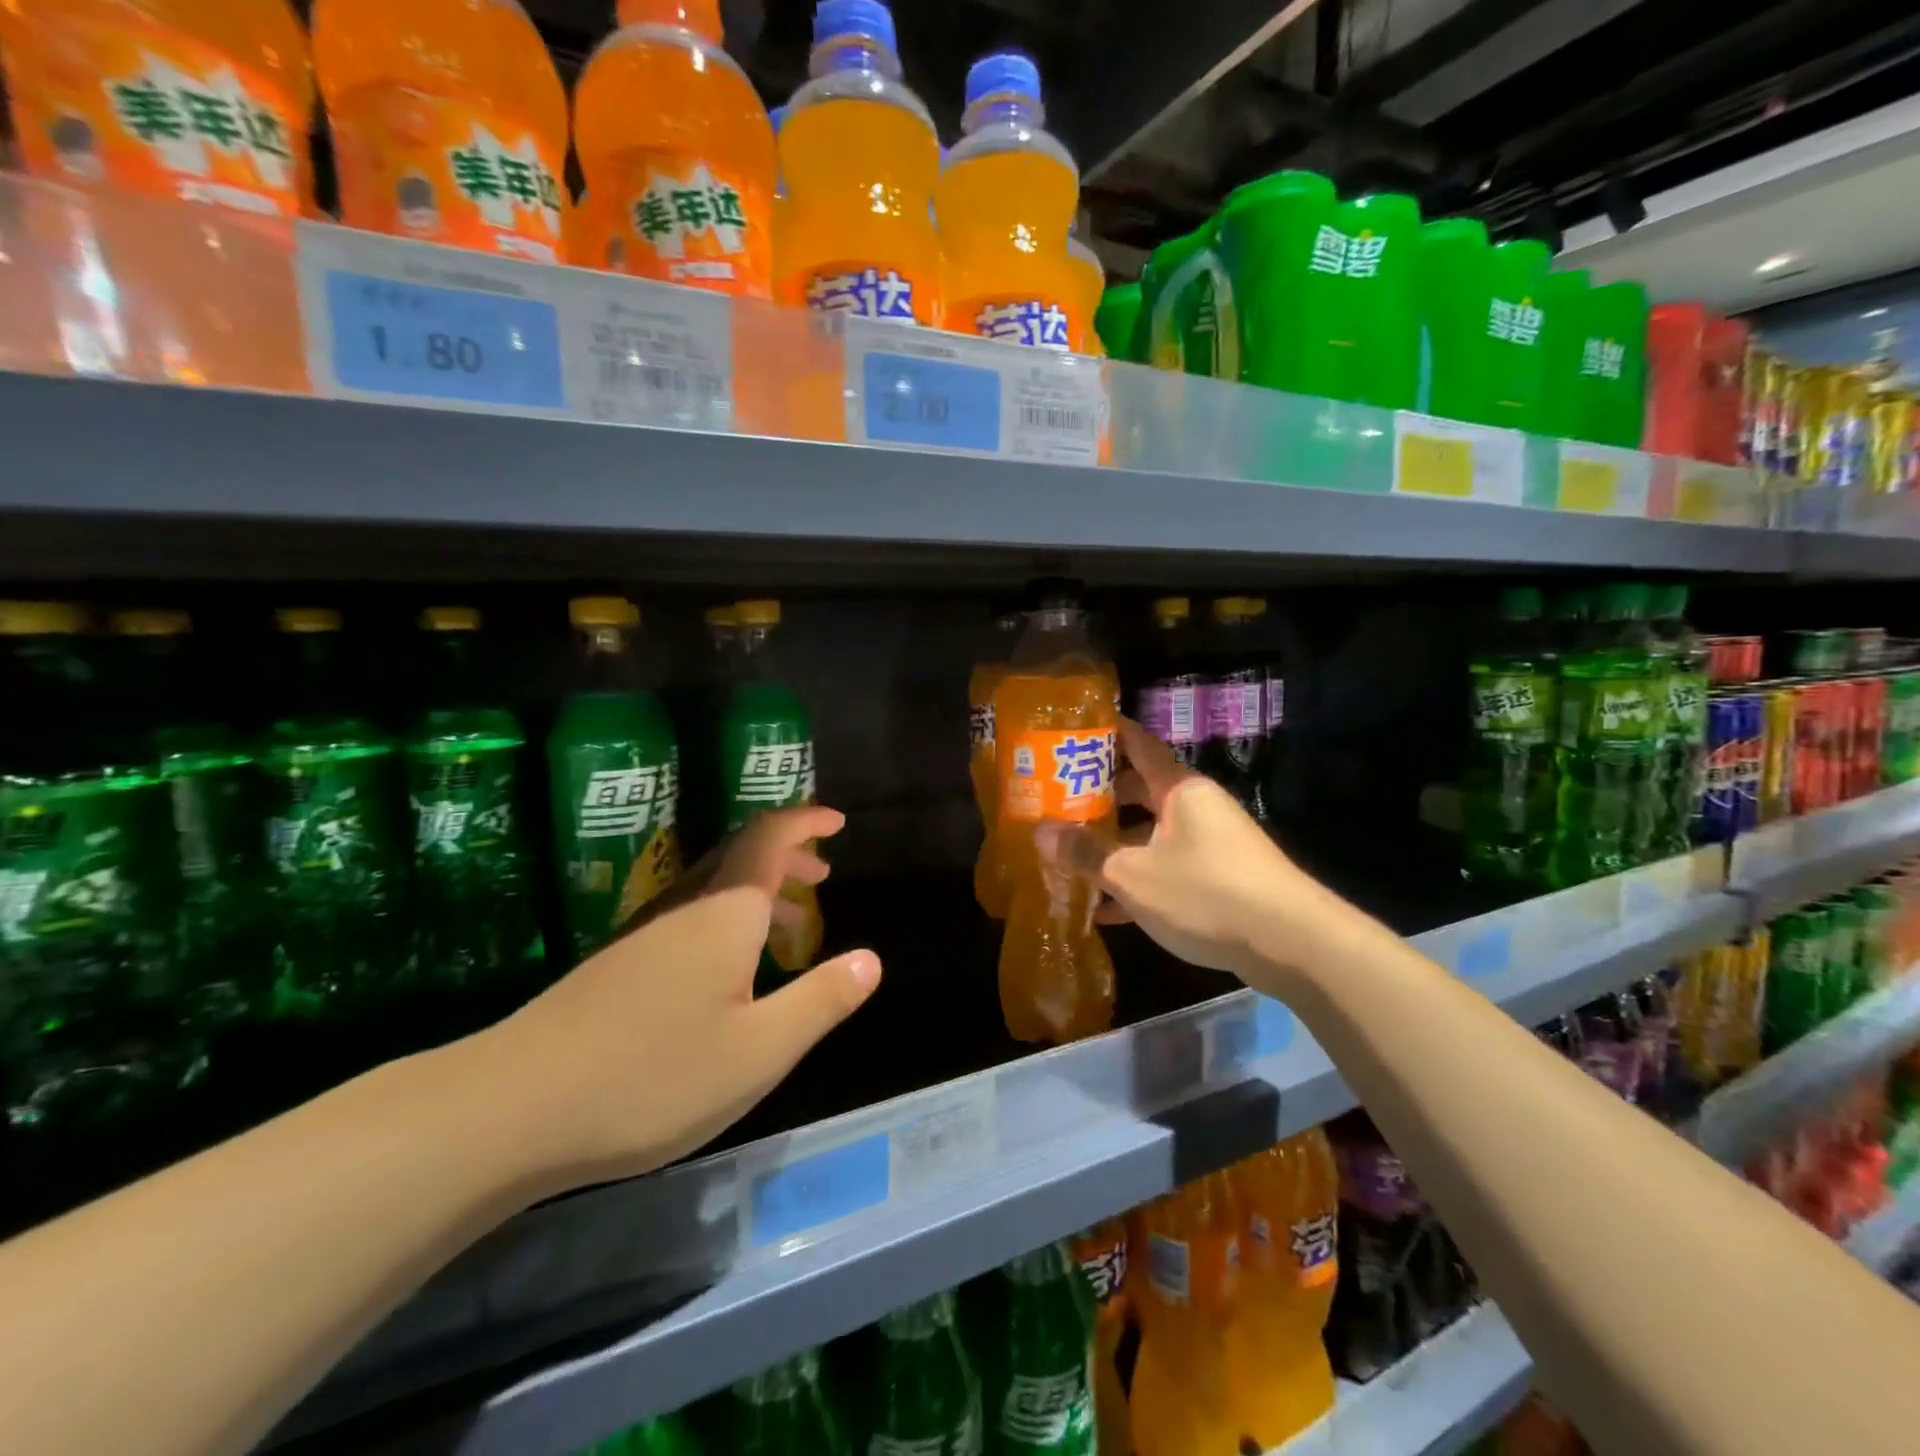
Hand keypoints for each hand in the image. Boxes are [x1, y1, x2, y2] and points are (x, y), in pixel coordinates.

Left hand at [478, 805, 880, 1190]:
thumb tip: (872, 960)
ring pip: (713, 888)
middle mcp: (685, 907)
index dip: (805, 821)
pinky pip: (689, 916)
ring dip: (758, 888)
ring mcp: (645, 933)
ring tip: (791, 921)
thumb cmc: (654, 1075)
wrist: (512, 1109)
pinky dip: (727, 919)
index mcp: (725, 912)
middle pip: (740, 855)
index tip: (837, 822)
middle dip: (786, 854)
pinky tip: (728, 970)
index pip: (768, 837)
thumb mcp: (760, 1050)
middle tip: (822, 871)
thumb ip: (821, 1000)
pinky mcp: (617, 964)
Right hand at [1040, 719, 1320, 980]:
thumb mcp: (1134, 875)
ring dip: (1115, 846)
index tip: (1073, 729)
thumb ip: (1085, 853)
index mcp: (1179, 789)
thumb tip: (1039, 833)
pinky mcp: (1221, 879)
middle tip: (1056, 803)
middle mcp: (1197, 807)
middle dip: (1100, 798)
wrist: (1293, 944)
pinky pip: (1168, 870)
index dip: (1107, 732)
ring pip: (1152, 834)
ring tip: (1072, 857)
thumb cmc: (1206, 892)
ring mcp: (1212, 843)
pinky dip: (1139, 882)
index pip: (1138, 744)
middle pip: (1141, 791)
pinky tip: (1106, 911)